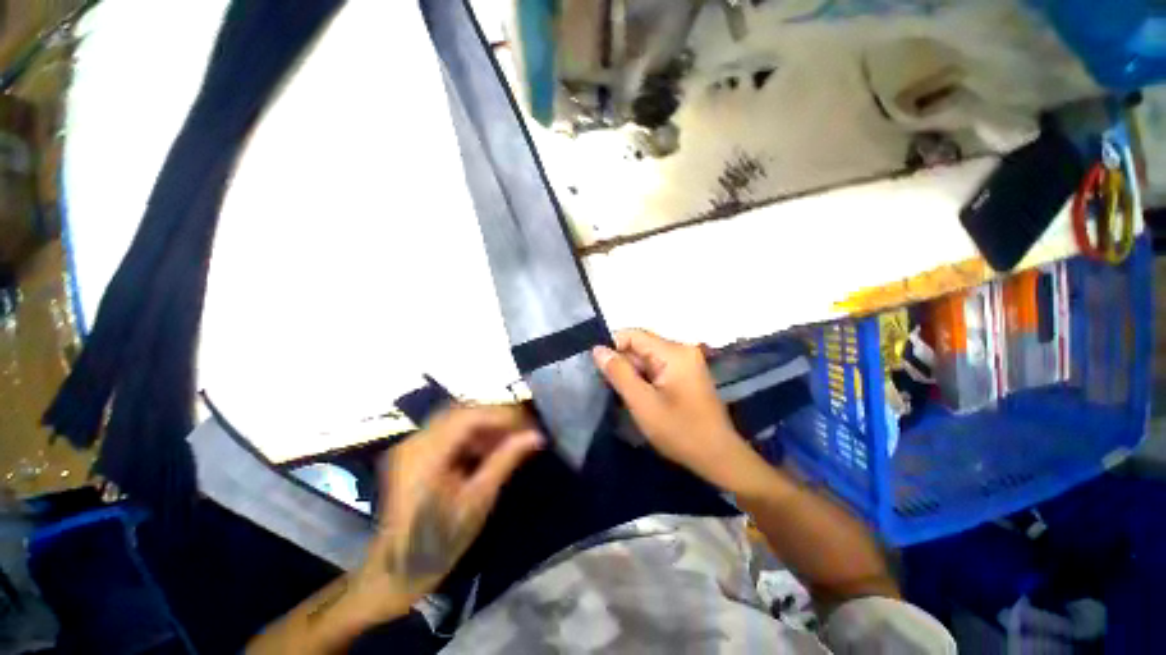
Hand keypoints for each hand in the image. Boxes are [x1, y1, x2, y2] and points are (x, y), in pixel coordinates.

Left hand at [354, 406, 542, 618]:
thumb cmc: (440, 541)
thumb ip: (505, 461)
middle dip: (497, 417)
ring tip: (511, 440)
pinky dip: (473, 434)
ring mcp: (413, 444)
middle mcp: (416, 440)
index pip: (471, 416)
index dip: (504, 416)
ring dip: (487, 425)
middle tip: (524, 430)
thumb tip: (536, 436)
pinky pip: (450, 429)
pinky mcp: (416, 450)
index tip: (530, 426)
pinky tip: (489, 448)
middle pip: (464, 411)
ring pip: (458, 418)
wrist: (398, 569)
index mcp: (427, 454)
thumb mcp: (478, 501)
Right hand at [592, 329, 756, 491]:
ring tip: (621, 393)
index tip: (597, 368)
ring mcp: (686, 361)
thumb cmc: (680, 431)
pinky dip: (644, 378)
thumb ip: (619, 373)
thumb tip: (598, 349)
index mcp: (674, 352)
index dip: (612, 347)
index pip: (633, 334)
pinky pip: (657, 367)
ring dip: (632, 372)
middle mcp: (682, 349)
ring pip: (647, 357)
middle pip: (641, 345)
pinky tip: (638, 395)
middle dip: (622, 362)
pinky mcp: (686, 373)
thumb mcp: (643, 403)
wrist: (719, 457)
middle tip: (608, 386)